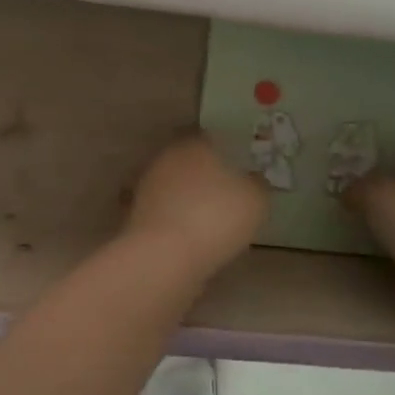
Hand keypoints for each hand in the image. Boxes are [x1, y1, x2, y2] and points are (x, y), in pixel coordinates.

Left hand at [123, 134, 267, 272]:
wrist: (164, 257)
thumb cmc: (216, 217)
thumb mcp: (255, 200)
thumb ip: (257, 185)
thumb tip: (254, 180)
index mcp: (195, 144)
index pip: (211, 138)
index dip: (226, 151)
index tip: (239, 166)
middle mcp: (167, 158)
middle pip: (190, 161)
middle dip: (205, 174)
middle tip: (226, 192)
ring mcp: (147, 187)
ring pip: (174, 186)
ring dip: (188, 198)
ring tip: (209, 218)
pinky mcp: (137, 215)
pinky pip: (164, 212)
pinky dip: (176, 220)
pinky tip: (191, 236)